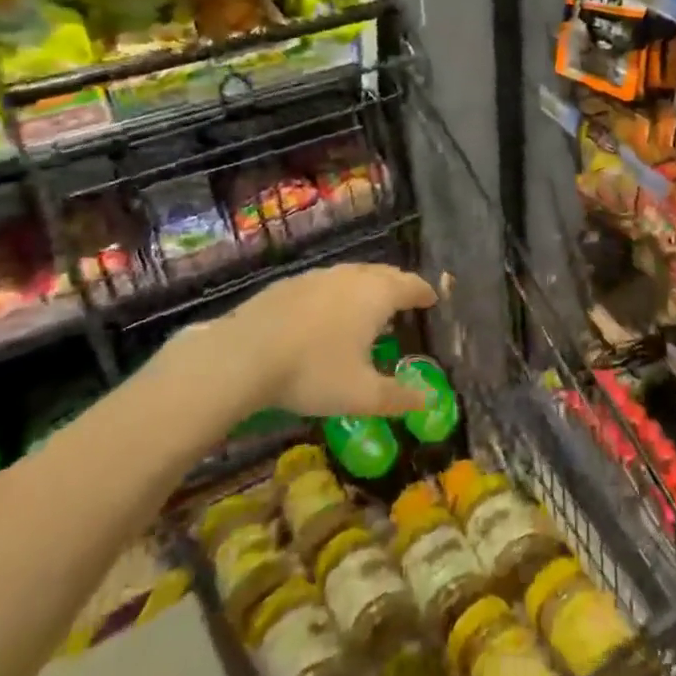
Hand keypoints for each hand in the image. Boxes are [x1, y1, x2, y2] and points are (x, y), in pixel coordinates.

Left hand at [175, 263, 436, 417]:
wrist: (243, 355)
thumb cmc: (313, 371)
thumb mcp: (361, 395)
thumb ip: (398, 397)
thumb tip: (429, 401)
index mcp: (376, 295)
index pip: (411, 285)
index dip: (424, 292)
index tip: (432, 299)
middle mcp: (350, 277)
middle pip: (383, 273)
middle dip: (397, 285)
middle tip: (405, 300)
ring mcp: (317, 276)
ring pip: (351, 275)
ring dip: (366, 287)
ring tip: (367, 306)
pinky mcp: (288, 284)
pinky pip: (324, 283)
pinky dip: (335, 294)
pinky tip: (324, 314)